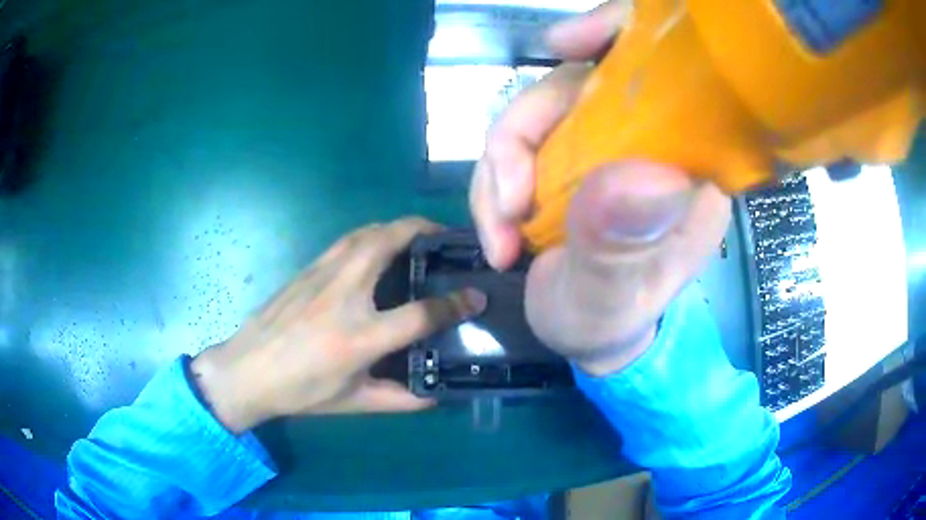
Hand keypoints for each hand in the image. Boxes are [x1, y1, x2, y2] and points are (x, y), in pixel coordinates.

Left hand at [191, 217, 486, 432]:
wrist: (247, 370)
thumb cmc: (300, 391)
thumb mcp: (353, 404)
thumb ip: (400, 399)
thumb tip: (437, 395)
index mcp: (360, 336)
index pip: (420, 313)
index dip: (454, 304)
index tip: (476, 297)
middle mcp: (344, 295)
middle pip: (389, 241)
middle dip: (423, 230)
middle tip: (445, 238)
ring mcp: (322, 275)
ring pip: (366, 232)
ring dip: (396, 227)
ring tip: (416, 237)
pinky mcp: (308, 269)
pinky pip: (347, 240)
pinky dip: (371, 235)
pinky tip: (376, 248)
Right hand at [470, 1, 730, 375]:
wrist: (587, 336)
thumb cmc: (613, 322)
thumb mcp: (615, 298)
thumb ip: (620, 247)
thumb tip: (633, 178)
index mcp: (690, 163)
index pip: (669, 69)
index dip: (618, 33)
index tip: (565, 44)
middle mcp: (652, 140)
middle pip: (579, 85)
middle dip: (522, 139)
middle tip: (504, 207)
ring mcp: (605, 144)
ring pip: (537, 113)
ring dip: (498, 170)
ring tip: (498, 236)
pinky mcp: (568, 156)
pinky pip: (518, 142)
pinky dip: (493, 181)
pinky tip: (497, 231)